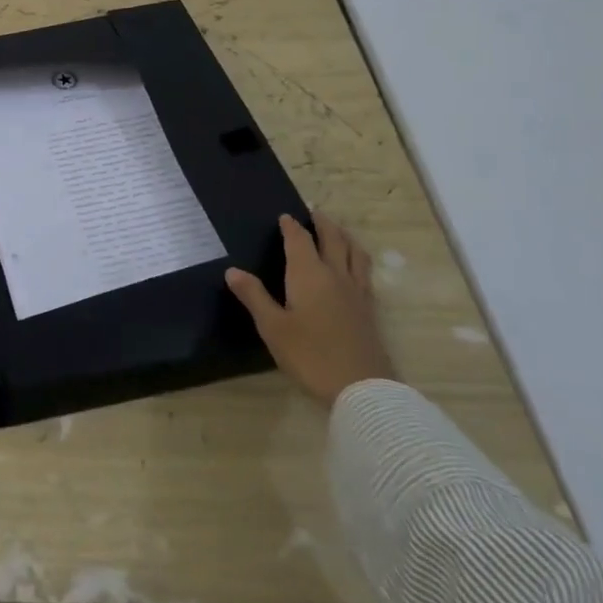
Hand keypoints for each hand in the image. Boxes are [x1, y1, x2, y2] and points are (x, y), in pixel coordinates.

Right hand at [226, 212, 395, 406]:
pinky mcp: (370, 310)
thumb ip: (254, 296)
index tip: (284, 216)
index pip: (300, 240)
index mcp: (309, 274)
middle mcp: (336, 276)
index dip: (291, 226)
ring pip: (355, 253)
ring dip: (345, 237)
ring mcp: (358, 293)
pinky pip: (364, 272)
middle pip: (333, 239)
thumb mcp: (273, 327)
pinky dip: (357, 259)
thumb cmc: (310, 355)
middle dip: (323, 223)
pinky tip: (354, 269)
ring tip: (338, 232)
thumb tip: (232, 271)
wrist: (363, 389)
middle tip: (314, 213)